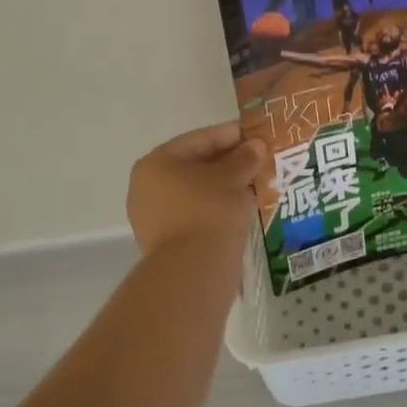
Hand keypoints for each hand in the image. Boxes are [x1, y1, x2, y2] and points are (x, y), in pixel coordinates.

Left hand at [126, 122, 267, 258]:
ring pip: (196, 191)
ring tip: (255, 183)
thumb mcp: (232, 177)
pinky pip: (195, 213)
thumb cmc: (209, 210)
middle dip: (229, 162)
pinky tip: (242, 207)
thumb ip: (244, 157)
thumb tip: (256, 146)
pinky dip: (217, 207)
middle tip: (259, 160)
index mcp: (157, 162)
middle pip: (196, 165)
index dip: (231, 135)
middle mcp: (147, 186)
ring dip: (225, 186)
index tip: (257, 136)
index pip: (200, 139)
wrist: (193, 271)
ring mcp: (153, 216)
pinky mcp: (166, 241)